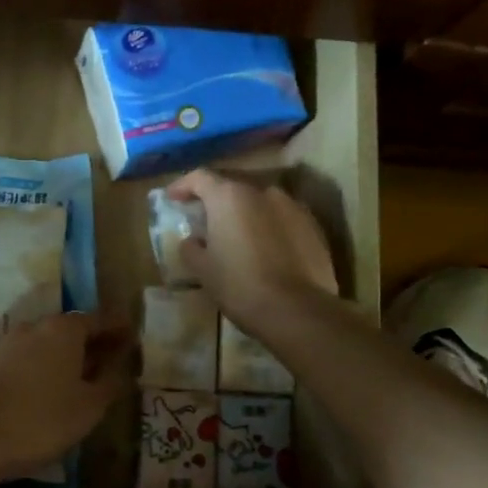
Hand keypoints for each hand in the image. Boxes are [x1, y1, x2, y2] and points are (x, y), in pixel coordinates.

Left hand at [0, 312, 131, 483]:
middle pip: (69, 328)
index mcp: (63, 330)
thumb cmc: (43, 420)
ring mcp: (7, 342)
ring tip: (80, 375)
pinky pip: (25, 357)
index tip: (131, 334)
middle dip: (91, 341)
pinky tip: (47, 386)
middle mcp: (34, 326)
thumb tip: (121, 369)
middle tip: (109, 357)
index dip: (117, 328)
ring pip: (45, 342)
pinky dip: (41, 365)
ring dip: (64, 354)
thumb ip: (110, 383)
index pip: (98, 319)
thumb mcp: (89, 407)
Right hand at [166, 169, 336, 336]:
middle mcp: (263, 191)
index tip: (172, 198)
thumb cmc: (239, 285)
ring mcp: (293, 206)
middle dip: (217, 202)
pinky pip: (283, 219)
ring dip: (246, 214)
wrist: (297, 310)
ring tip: (238, 237)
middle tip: (205, 220)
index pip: (200, 177)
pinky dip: (270, 227)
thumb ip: (191, 248)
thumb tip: (192, 240)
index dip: (183, 185)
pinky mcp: (314, 227)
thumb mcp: (202, 269)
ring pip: (261, 203)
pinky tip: (266, 250)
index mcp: (230, 196)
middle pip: (232, 188)